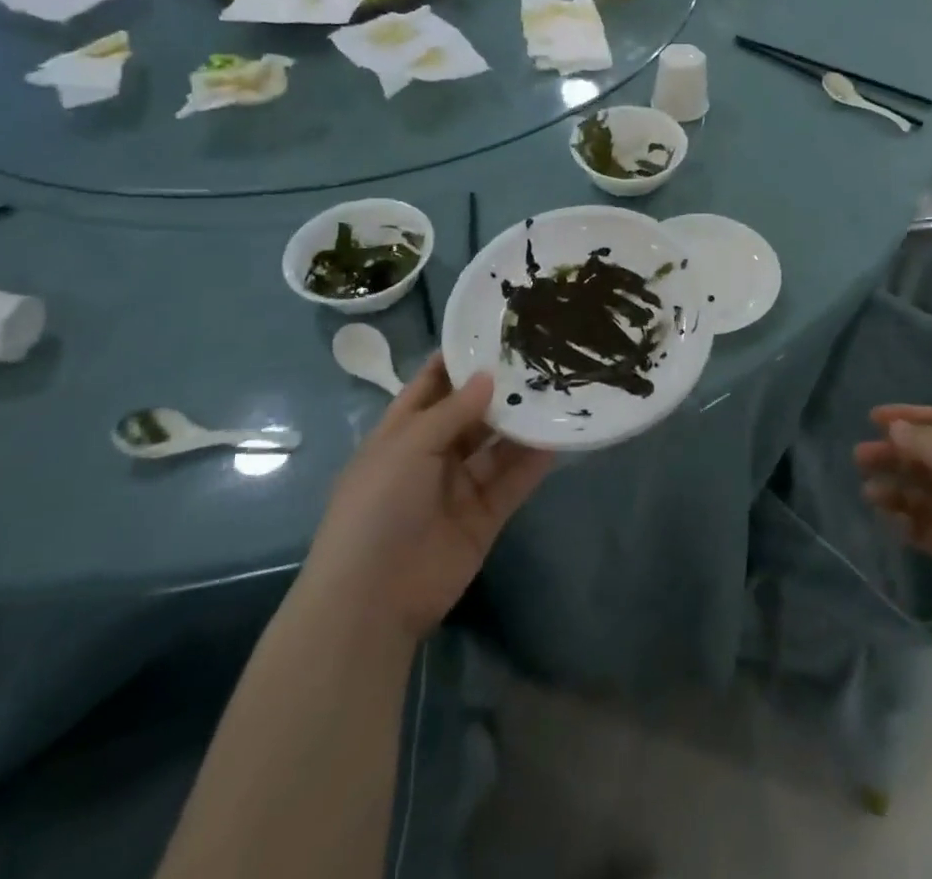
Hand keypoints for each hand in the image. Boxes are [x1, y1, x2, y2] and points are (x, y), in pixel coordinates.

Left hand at [299, 355, 552, 641]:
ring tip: (558, 391)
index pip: (431, 387)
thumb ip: (453, 411)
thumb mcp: (408, 446)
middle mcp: (432, 456)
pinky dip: (534, 461)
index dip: (457, 360)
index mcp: (401, 435)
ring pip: (497, 446)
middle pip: (471, 414)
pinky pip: (513, 481)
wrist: (372, 599)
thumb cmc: (377, 508)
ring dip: (522, 423)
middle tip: (540, 357)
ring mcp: (459, 487)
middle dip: (500, 389)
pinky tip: (559, 436)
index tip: (492, 332)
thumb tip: (488, 376)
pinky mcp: (484, 516)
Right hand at [855, 405, 931, 626]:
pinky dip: (910, 522)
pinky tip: (889, 520)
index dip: (908, 417)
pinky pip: (931, 528)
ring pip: (927, 494)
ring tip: (868, 493)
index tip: (872, 418)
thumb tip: (896, 429)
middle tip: (859, 458)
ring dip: (898, 490)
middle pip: (929, 457)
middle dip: (895, 456)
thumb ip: (923, 442)